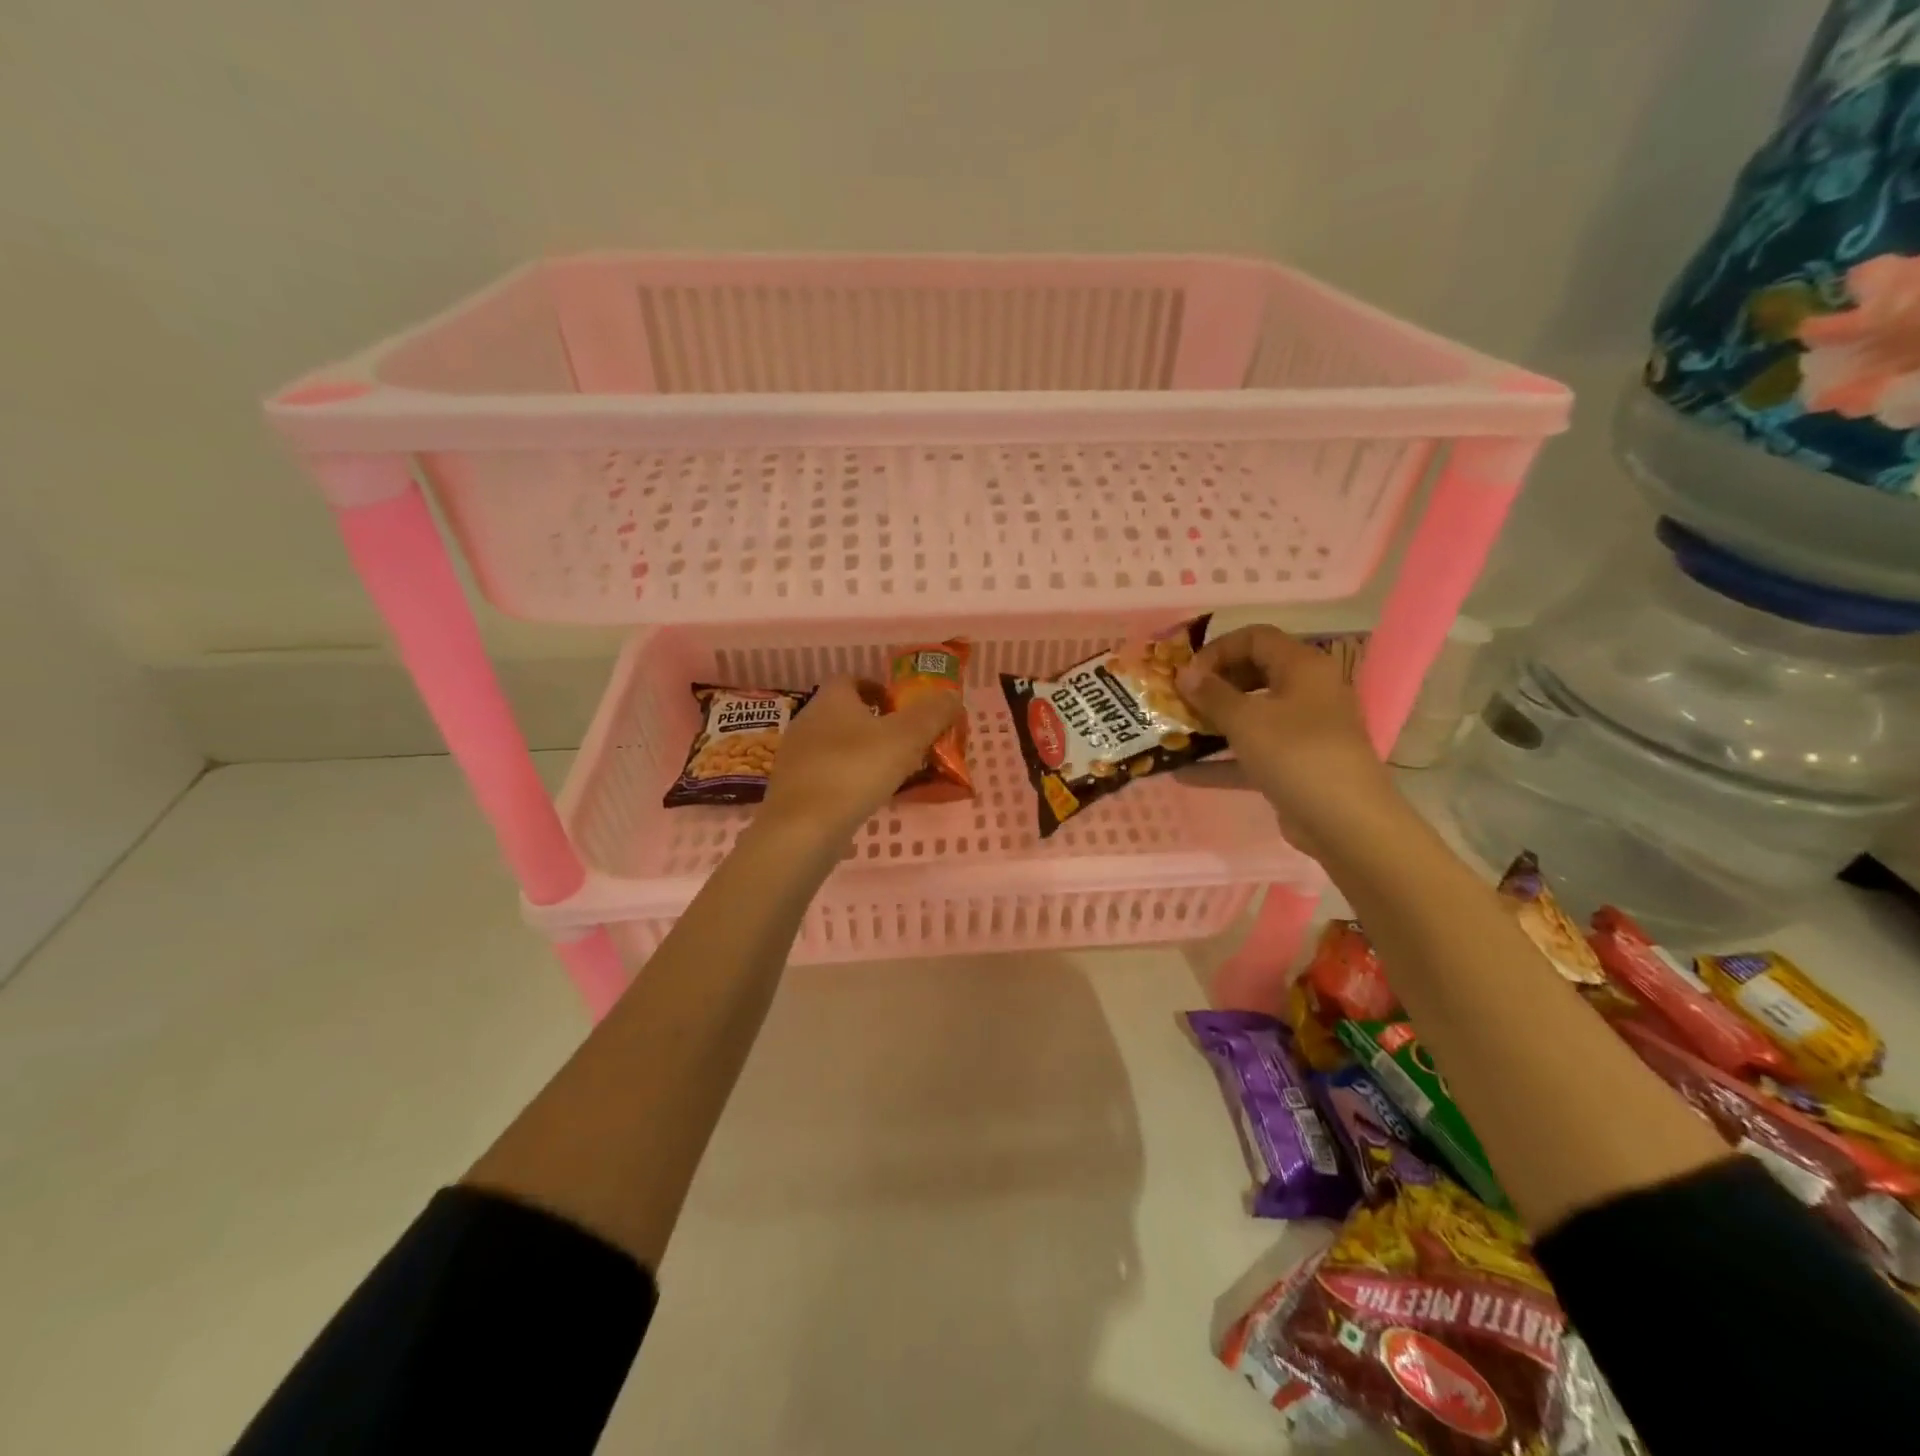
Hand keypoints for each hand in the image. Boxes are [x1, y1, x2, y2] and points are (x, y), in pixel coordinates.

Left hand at [760, 676, 962, 839]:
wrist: (802, 828)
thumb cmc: (856, 770)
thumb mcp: (907, 738)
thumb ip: (933, 714)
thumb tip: (952, 697)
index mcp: (831, 699)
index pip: (852, 679)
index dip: (878, 688)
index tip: (902, 707)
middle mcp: (807, 720)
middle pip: (844, 713)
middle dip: (874, 723)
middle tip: (905, 743)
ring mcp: (795, 756)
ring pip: (834, 745)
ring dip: (861, 754)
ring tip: (890, 774)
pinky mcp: (792, 789)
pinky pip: (825, 774)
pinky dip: (846, 780)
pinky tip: (864, 799)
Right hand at [1174, 625, 1396, 856]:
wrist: (1345, 822)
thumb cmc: (1295, 755)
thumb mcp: (1245, 720)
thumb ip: (1211, 694)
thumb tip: (1185, 673)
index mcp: (1302, 667)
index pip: (1255, 637)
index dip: (1218, 649)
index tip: (1188, 676)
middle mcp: (1307, 691)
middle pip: (1253, 674)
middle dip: (1213, 686)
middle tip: (1180, 702)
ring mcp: (1303, 730)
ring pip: (1252, 715)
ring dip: (1214, 723)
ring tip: (1177, 732)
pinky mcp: (1296, 765)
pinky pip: (1253, 753)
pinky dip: (1223, 760)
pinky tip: (1184, 773)